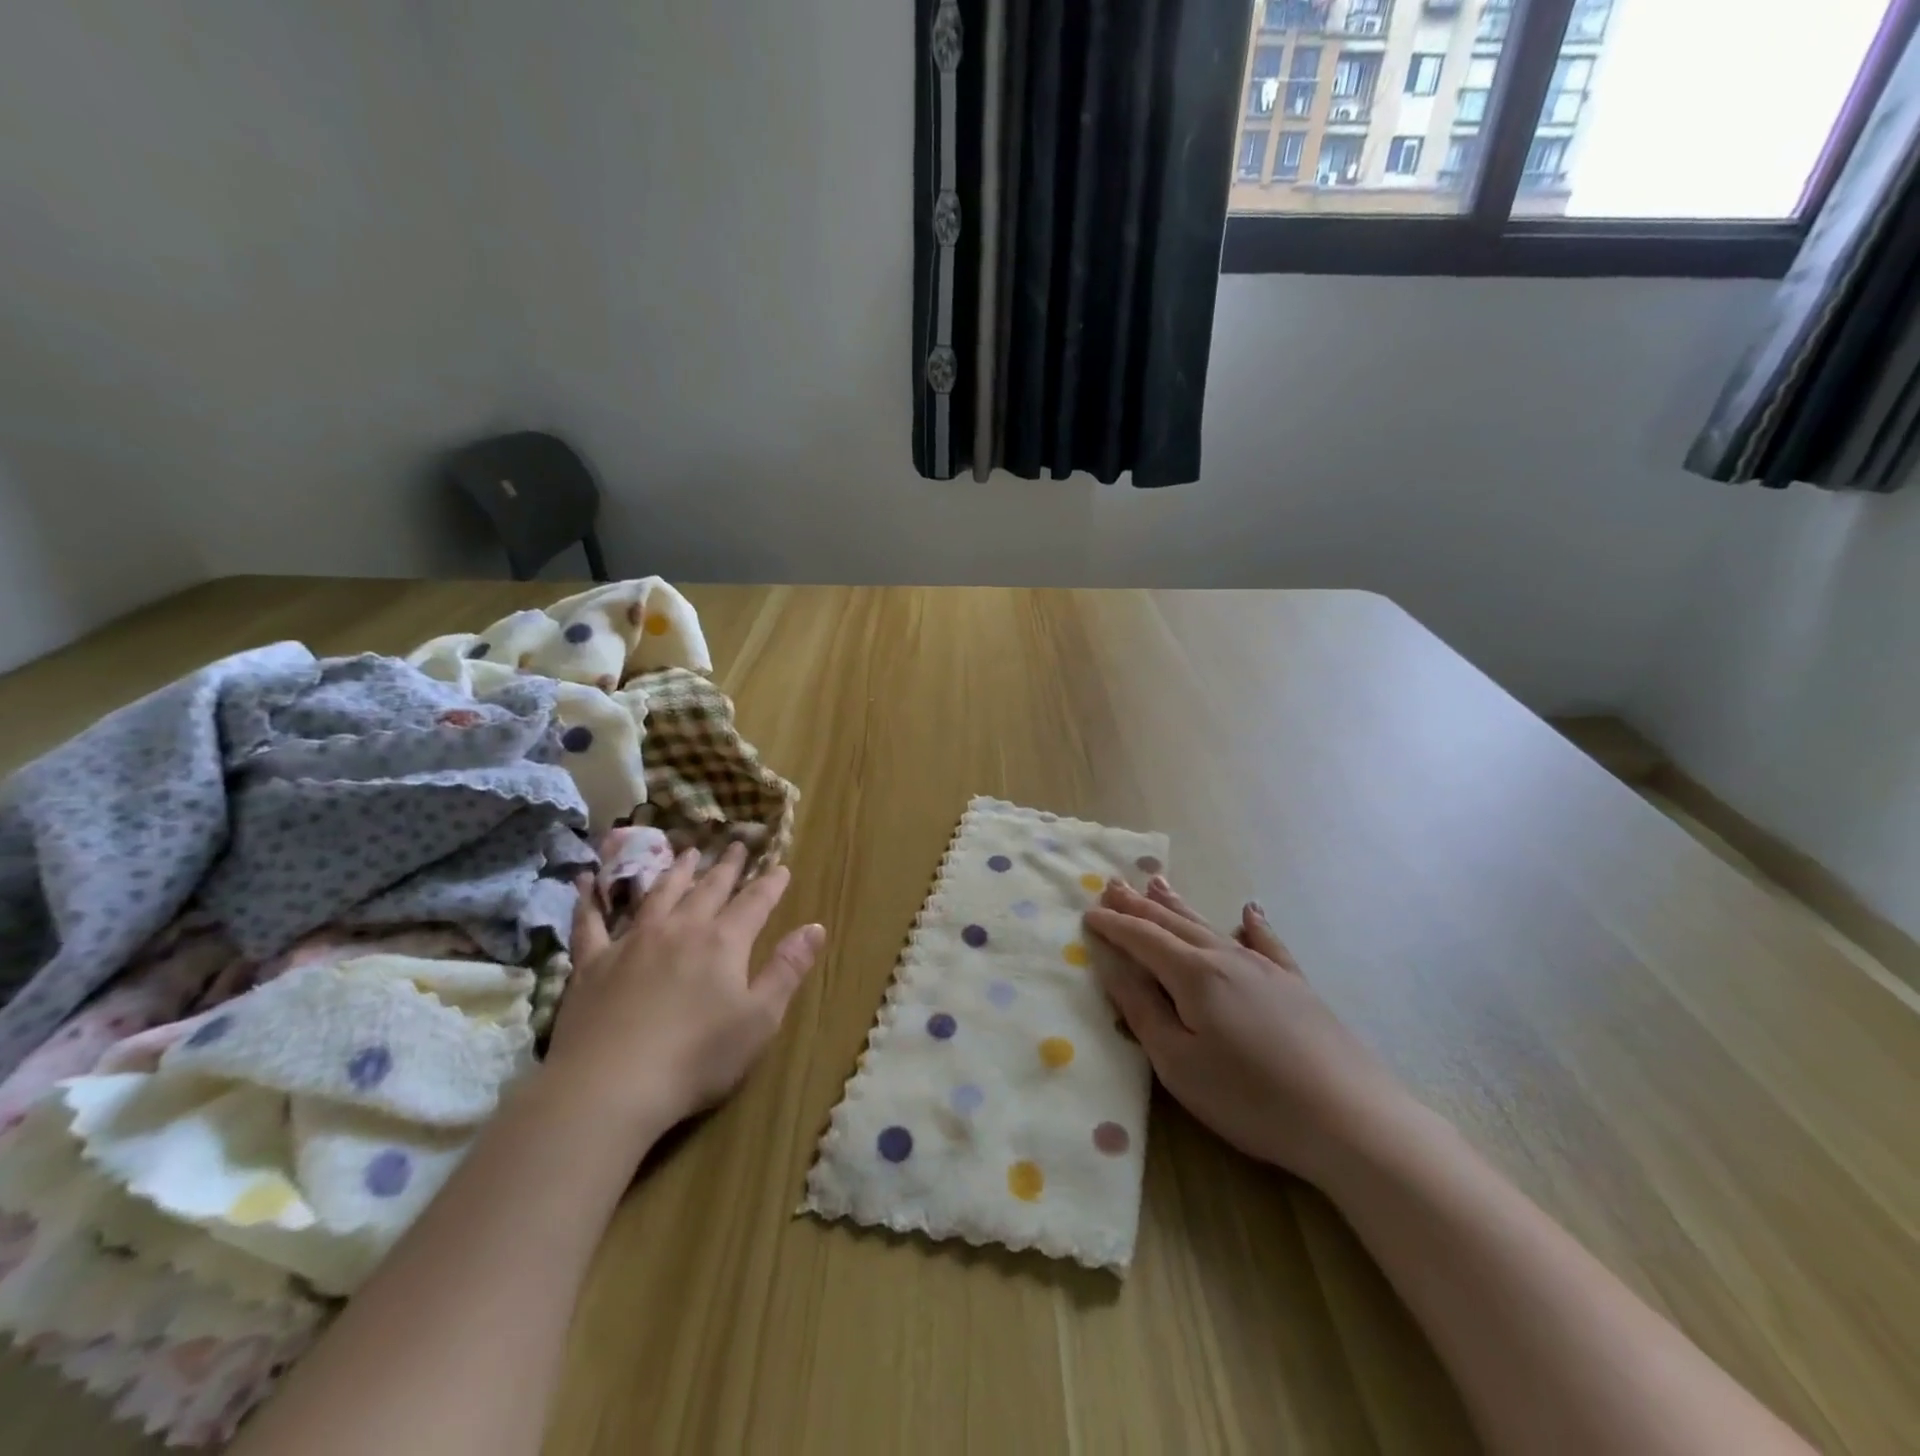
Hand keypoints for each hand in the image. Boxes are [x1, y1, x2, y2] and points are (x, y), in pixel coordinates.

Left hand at [547, 842, 824, 1141]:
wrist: (610, 1086)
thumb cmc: (697, 1058)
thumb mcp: (760, 1019)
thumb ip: (787, 969)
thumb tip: (815, 927)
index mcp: (723, 942)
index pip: (755, 903)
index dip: (770, 884)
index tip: (780, 866)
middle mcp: (680, 929)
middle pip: (708, 889)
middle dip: (726, 867)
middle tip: (735, 844)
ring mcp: (632, 942)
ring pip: (659, 894)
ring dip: (676, 871)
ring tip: (687, 853)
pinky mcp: (592, 964)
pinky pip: (590, 922)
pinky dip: (589, 899)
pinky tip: (585, 879)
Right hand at [1084, 877, 1412, 1184]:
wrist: (1350, 1119)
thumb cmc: (1249, 1098)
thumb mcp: (1178, 1063)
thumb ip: (1141, 1009)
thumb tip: (1112, 965)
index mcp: (1193, 974)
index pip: (1142, 939)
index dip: (1113, 925)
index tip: (1087, 912)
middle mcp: (1226, 957)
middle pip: (1172, 923)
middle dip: (1139, 905)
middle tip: (1112, 883)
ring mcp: (1265, 968)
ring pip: (1210, 926)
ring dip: (1179, 904)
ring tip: (1157, 882)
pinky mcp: (1296, 985)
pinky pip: (1267, 943)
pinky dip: (1253, 925)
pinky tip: (1249, 911)